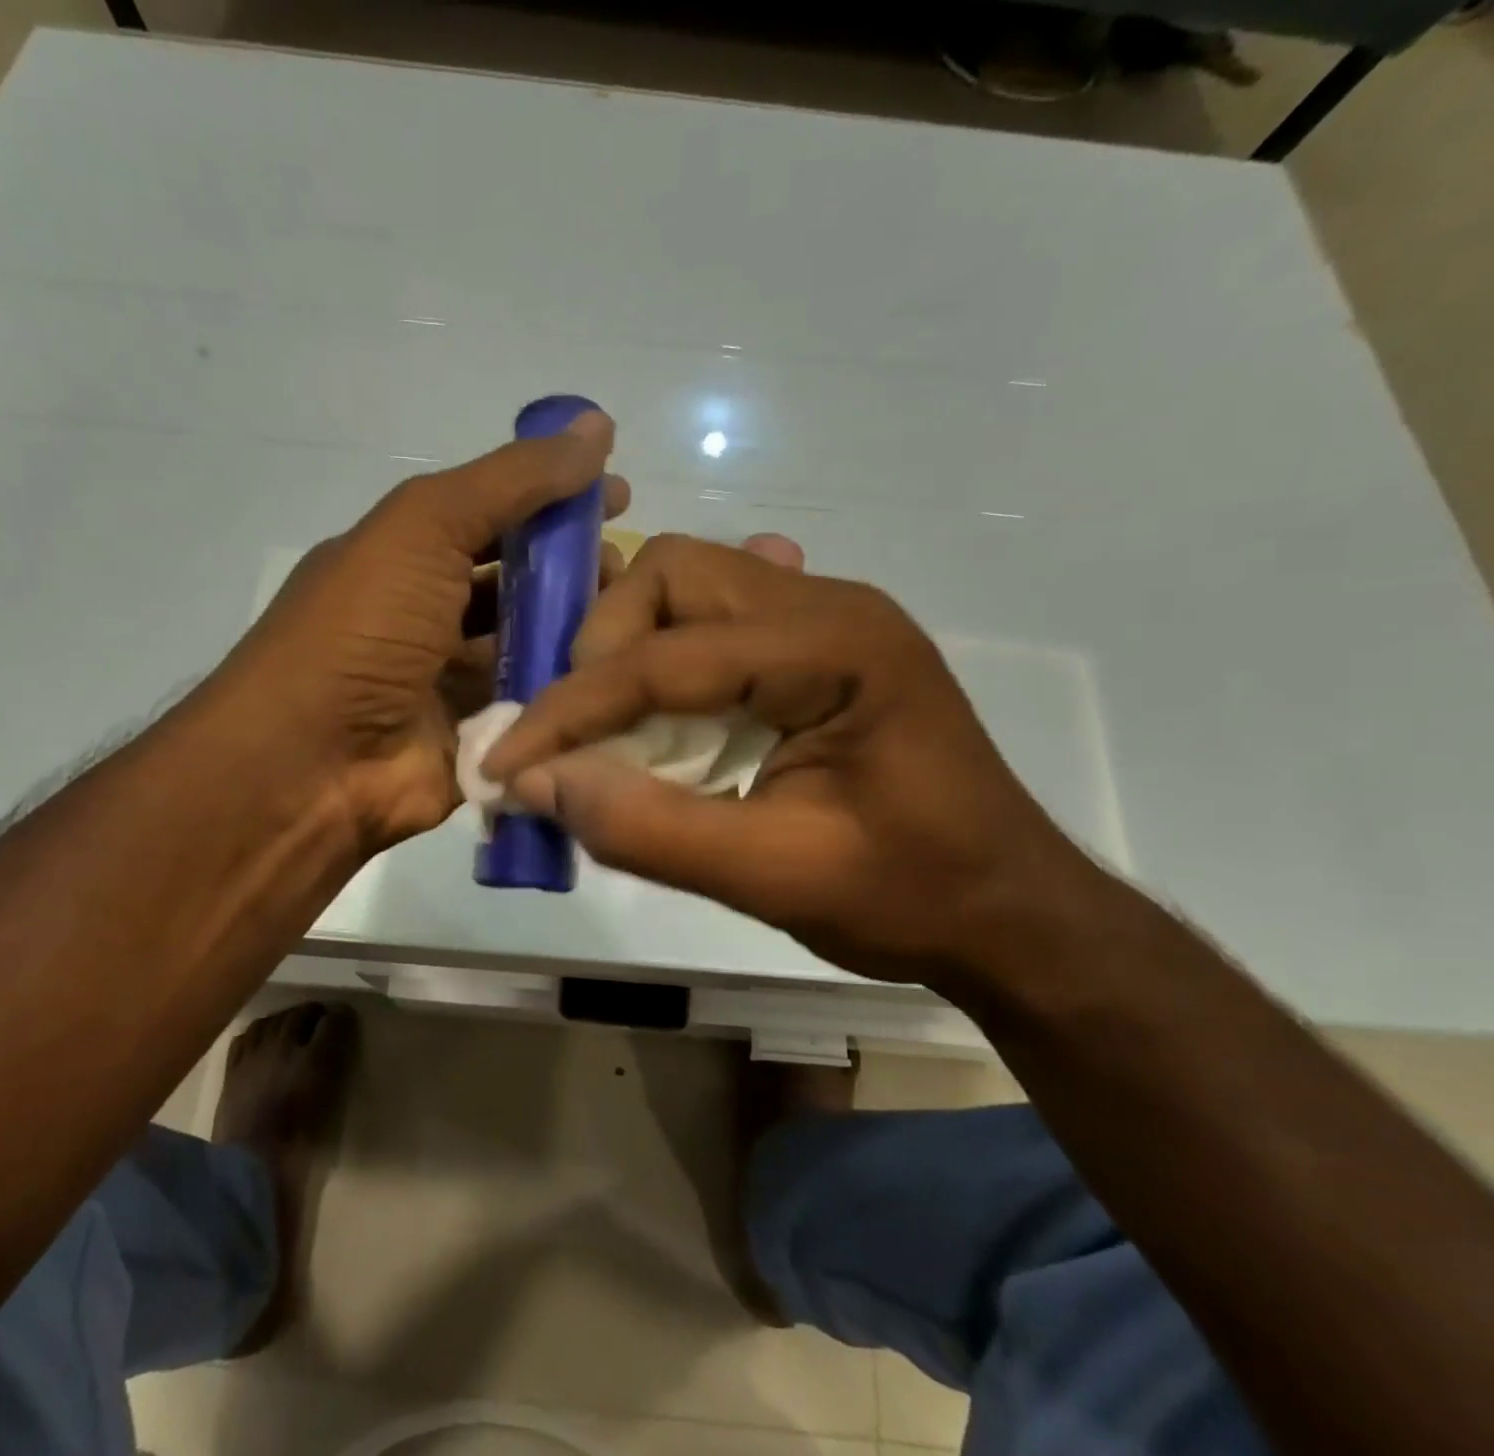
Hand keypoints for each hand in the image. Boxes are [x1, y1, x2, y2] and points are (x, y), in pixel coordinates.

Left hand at [214, 413, 627, 852]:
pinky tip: (616, 678)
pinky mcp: (476, 740)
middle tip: (627, 570)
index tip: (618, 496)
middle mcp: (431, 615)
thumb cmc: (362, 628)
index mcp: (409, 557)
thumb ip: (510, 480)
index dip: (554, 500)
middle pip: (518, 584)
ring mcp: (452, 682)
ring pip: (531, 647)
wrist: (310, 761)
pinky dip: (567, 692)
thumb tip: (596, 428)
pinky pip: (533, 708)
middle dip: (575, 571)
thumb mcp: (425, 526)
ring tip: (630, 623)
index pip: (495, 515)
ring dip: (577, 632)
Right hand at [481, 534, 1099, 983]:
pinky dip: (665, 660)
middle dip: (603, 648)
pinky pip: (715, 621)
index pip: (667, 655)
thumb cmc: (910, 897)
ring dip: (629, 650)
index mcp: (836, 647)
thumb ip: (650, 829)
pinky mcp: (814, 648)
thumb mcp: (775, 878)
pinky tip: (659, 709)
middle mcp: (828, 604)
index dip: (571, 710)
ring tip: (605, 726)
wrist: (1009, 911)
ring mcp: (825, 617)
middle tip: (574, 731)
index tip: (505, 762)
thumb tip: (537, 785)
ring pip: (688, 588)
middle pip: (674, 574)